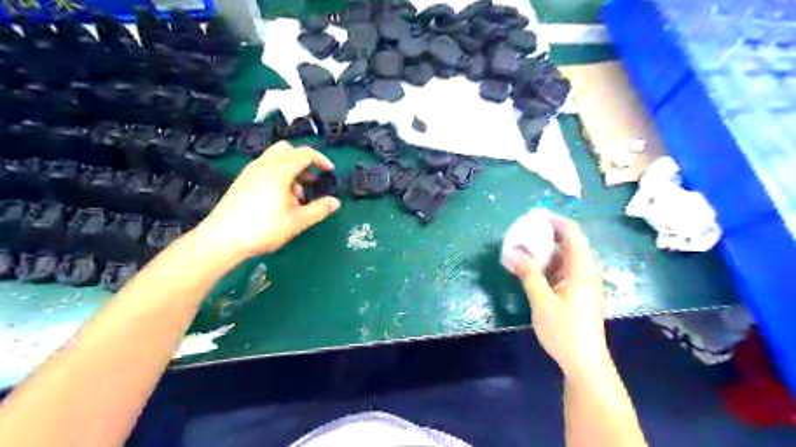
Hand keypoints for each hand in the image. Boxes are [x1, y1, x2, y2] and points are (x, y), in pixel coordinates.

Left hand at [195, 143, 342, 260]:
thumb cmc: (264, 228)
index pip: (304, 153)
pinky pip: (264, 168)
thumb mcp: (297, 221)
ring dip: (290, 170)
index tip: (330, 172)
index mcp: (279, 171)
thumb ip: (319, 210)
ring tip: (295, 196)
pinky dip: (277, 175)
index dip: (320, 160)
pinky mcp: (241, 181)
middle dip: (302, 161)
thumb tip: (335, 202)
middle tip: (310, 181)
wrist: (222, 239)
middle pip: (287, 150)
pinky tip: (278, 199)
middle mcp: (264, 165)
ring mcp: (250, 172)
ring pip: (274, 159)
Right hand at [506, 212, 606, 376]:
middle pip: (570, 244)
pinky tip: (532, 271)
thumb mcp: (542, 301)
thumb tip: (512, 252)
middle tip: (524, 233)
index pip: (573, 234)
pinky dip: (548, 266)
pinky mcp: (579, 294)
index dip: (556, 221)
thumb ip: (528, 273)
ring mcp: (584, 284)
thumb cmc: (564, 330)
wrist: (584, 363)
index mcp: (582, 270)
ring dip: (545, 252)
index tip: (535, 216)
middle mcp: (587, 273)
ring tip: (523, 249)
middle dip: (546, 236)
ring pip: (565, 259)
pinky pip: (563, 271)